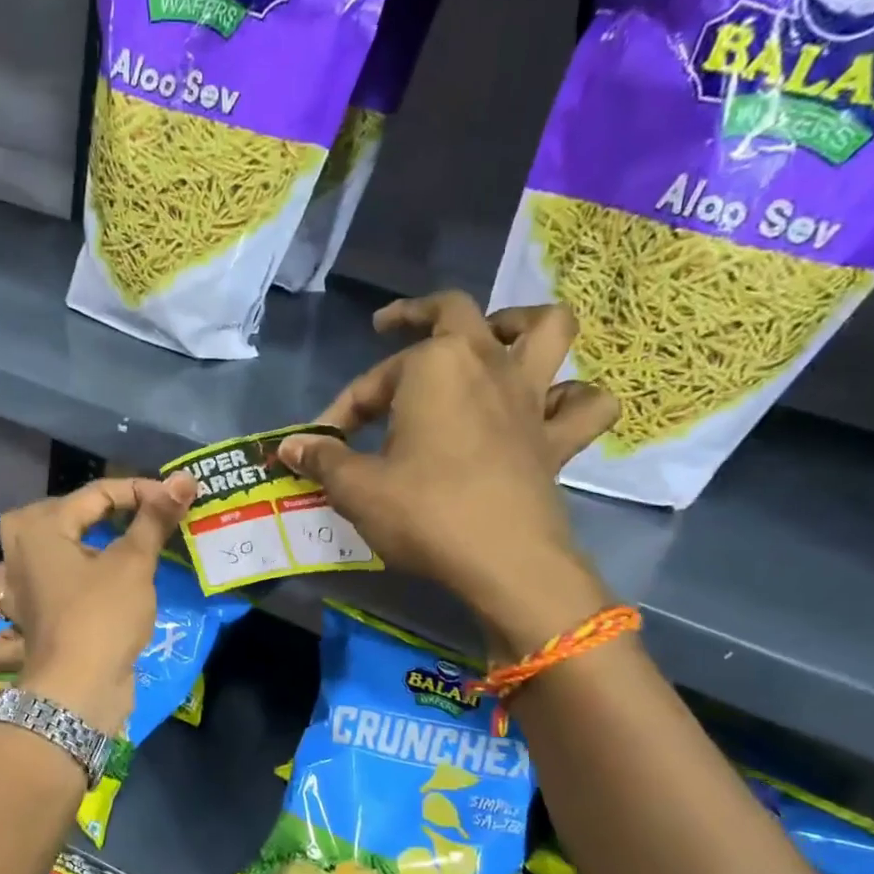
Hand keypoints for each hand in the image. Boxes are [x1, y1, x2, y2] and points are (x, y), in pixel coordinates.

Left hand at [0, 475, 196, 731]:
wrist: (78, 690)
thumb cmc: (103, 616)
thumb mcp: (134, 563)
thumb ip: (154, 519)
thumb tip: (184, 479)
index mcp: (39, 530)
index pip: (95, 495)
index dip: (138, 492)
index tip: (173, 502)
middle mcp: (16, 557)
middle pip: (45, 517)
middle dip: (82, 512)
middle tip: (119, 520)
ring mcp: (15, 594)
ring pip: (12, 561)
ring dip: (37, 554)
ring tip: (71, 556)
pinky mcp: (25, 624)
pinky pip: (18, 601)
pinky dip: (28, 602)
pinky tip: (51, 604)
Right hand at [279, 291, 618, 651]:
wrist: (504, 562)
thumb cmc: (425, 512)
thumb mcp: (356, 487)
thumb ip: (323, 459)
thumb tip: (289, 446)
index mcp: (434, 365)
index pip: (373, 381)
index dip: (341, 410)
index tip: (321, 443)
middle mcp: (487, 364)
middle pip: (457, 312)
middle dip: (418, 313)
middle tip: (393, 326)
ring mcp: (531, 398)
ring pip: (547, 330)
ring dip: (520, 325)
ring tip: (494, 339)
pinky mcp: (558, 438)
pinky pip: (584, 404)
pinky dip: (572, 399)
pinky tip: (548, 409)